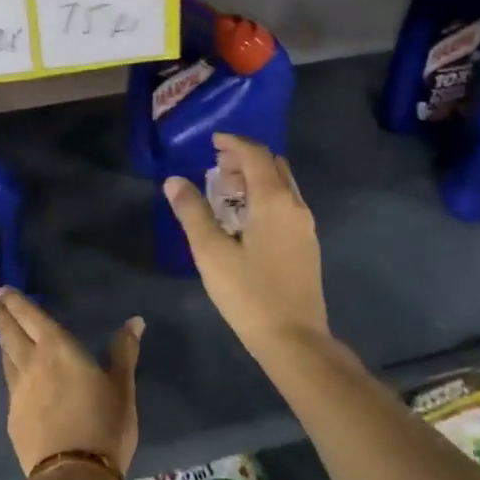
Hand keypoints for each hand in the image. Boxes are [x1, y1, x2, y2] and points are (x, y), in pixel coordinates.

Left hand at [0, 288, 139, 479]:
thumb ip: (124, 351)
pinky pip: (9, 383)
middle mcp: (31, 363)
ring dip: (3, 341)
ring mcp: (17, 391)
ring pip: (5, 357)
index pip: (31, 316)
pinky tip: (15, 376)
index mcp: (58, 348)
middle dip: (2, 315)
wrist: (73, 475)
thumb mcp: (122, 387)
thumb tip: (135, 321)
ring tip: (2, 332)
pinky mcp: (12, 416)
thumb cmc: (104, 424)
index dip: (17, 302)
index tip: (4, 290)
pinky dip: (10, 370)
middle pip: (10, 333)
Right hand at [163, 133, 329, 355]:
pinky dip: (265, 197)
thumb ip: (192, 212)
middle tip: (216, 167)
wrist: (295, 339)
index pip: (255, 155)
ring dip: (256, 179)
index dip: (234, 143)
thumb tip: (174, 181)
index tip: (212, 141)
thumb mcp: (211, 253)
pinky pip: (286, 205)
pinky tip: (245, 219)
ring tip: (226, 191)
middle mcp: (295, 206)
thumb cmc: (249, 294)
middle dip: (245, 159)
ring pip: (282, 186)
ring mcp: (305, 227)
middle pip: (273, 166)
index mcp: (273, 201)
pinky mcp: (306, 246)